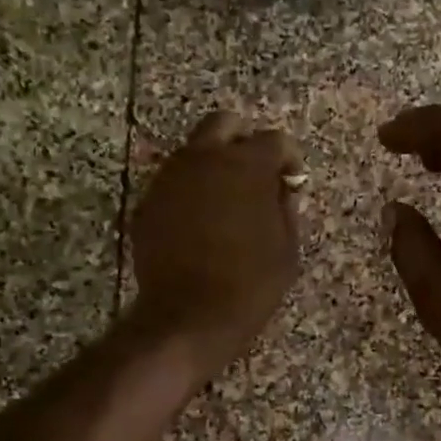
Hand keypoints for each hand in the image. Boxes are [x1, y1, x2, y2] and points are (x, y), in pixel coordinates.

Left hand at [130, 111, 303, 370]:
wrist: (189, 317)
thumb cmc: (250, 285)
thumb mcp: (287, 249)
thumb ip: (285, 208)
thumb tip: (280, 188)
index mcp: (246, 166)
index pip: (274, 140)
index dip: (287, 158)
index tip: (291, 179)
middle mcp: (204, 159)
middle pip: (224, 124)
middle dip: (243, 141)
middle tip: (254, 173)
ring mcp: (170, 178)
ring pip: (193, 152)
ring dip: (212, 165)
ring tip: (226, 200)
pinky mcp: (148, 203)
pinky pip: (173, 183)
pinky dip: (189, 192)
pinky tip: (199, 223)